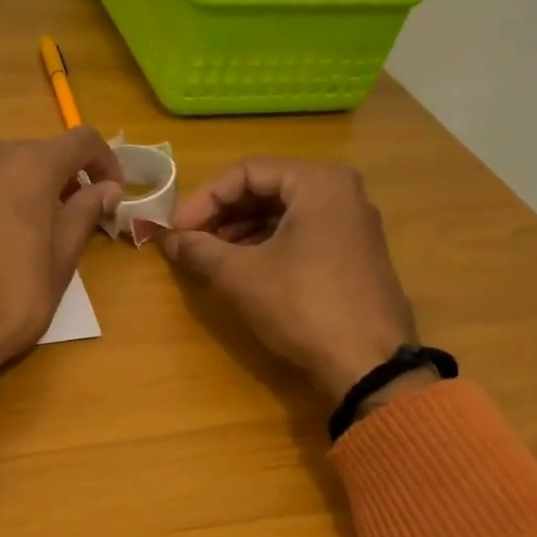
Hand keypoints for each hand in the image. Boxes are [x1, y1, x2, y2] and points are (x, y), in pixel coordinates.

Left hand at [0, 127, 123, 375]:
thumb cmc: (9, 302)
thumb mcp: (59, 263)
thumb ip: (84, 214)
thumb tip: (106, 188)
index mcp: (30, 166)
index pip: (81, 142)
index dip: (104, 163)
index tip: (110, 192)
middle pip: (34, 152)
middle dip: (55, 179)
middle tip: (63, 217)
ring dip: (11, 180)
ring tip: (14, 220)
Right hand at [161, 158, 424, 408]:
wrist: (368, 364)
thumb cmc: (302, 306)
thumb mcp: (239, 275)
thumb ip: (198, 249)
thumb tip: (168, 239)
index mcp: (318, 183)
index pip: (246, 172)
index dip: (203, 198)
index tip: (175, 228)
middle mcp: (341, 193)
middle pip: (265, 189)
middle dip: (221, 214)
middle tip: (188, 240)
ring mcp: (351, 225)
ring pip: (282, 213)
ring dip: (239, 231)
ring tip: (208, 257)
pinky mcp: (352, 255)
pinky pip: (300, 234)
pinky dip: (265, 245)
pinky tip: (240, 269)